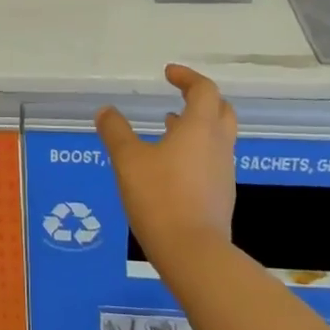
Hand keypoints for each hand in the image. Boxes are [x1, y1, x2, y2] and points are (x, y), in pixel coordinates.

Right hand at [96, 65, 237, 264]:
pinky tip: (172, 166)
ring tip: (169, 128)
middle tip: (179, 97)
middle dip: (201, 99)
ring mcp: (224, 173)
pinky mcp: (221, 197)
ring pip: (218, 137)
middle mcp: (218, 145)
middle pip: (221, 110)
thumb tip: (106, 111)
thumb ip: (116, 132)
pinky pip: (213, 161)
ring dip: (197, 126)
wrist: (194, 255)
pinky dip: (196, 151)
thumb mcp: (128, 160)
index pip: (204, 89)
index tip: (168, 74)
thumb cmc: (160, 198)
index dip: (187, 77)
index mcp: (200, 128)